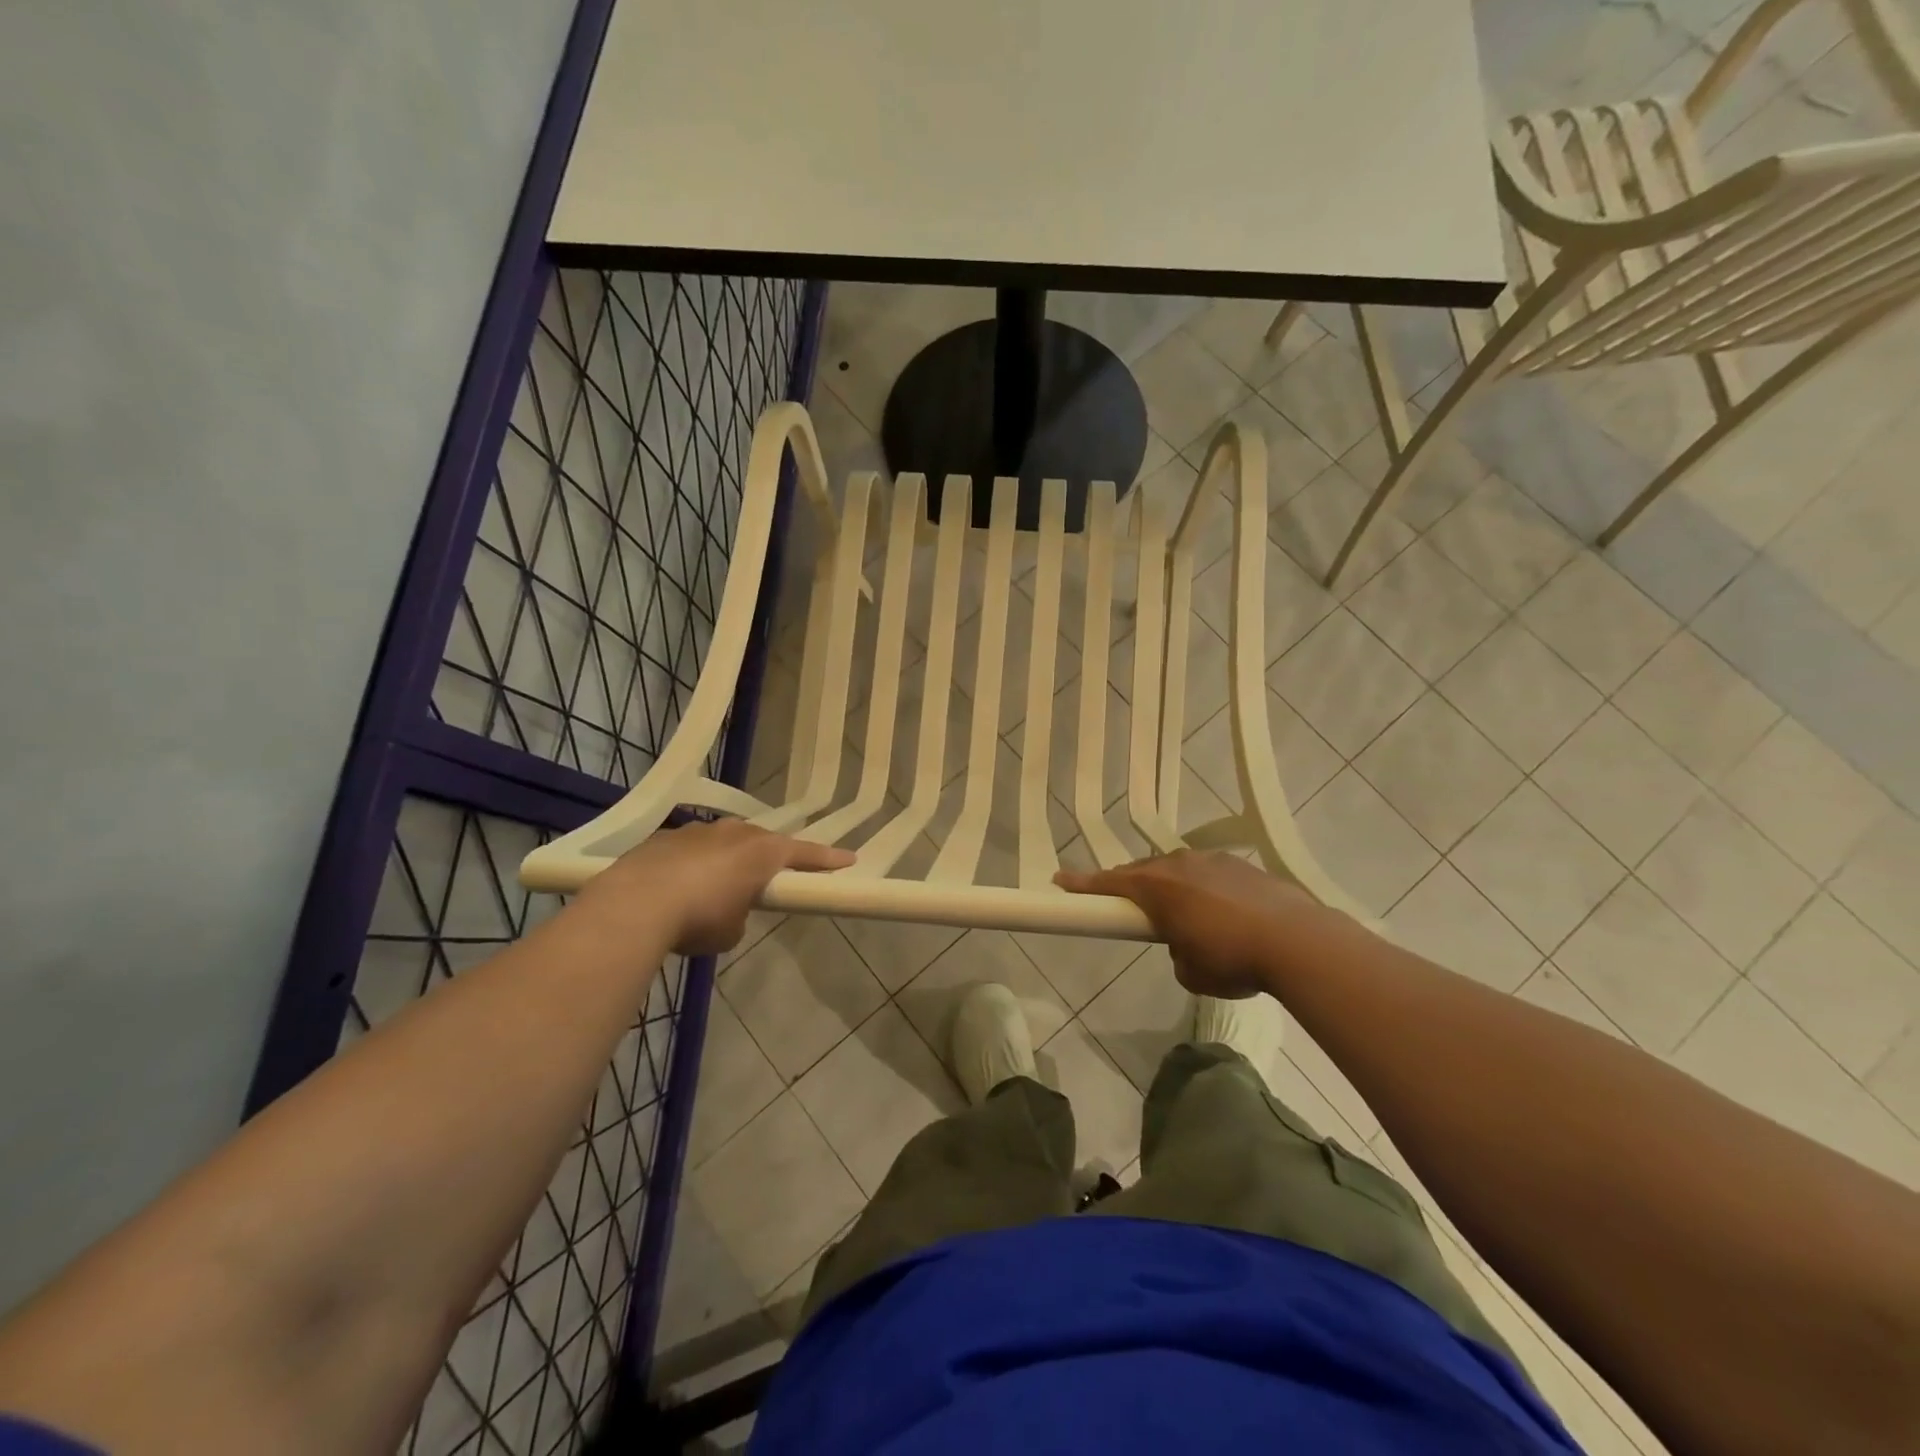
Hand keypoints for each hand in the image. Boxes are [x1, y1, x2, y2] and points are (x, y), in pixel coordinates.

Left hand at [576, 819, 853, 955]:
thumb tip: (729, 910)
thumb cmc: (699, 918)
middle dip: (768, 857)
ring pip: (723, 841)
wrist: (635, 904)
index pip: (805, 854)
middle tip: (769, 877)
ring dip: (726, 859)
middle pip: (762, 841)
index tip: (850, 859)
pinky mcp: (664, 838)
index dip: (828, 860)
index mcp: (762, 852)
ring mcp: (697, 830)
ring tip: (716, 885)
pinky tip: (677, 887)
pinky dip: (692, 865)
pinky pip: (690, 849)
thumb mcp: (731, 931)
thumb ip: (741, 915)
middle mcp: (734, 832)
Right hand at [1055, 851, 1322, 997]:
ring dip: (1173, 888)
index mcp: (1157, 887)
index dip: (1082, 884)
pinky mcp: (1243, 866)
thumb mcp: (1191, 972)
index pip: (1108, 883)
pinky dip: (1206, 890)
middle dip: (1132, 888)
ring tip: (1183, 915)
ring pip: (1179, 870)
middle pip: (1143, 872)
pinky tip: (1223, 913)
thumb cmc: (1232, 958)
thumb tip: (1186, 945)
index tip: (1059, 880)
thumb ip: (1175, 953)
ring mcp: (1214, 861)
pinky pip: (1210, 874)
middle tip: (1128, 908)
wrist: (1297, 941)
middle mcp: (1180, 864)